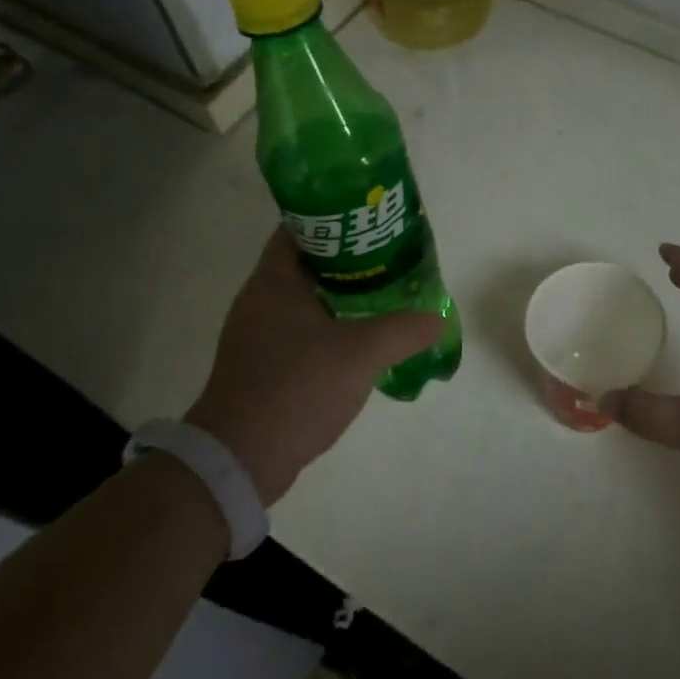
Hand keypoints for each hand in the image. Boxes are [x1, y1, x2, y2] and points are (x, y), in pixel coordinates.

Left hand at [185, 229, 440, 504]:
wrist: (241, 459)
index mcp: (274, 282)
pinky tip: (359, 339)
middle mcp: (259, 300)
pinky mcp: (261, 364)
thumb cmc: (297, 388)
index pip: (299, 229)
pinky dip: (329, 326)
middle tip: (389, 259)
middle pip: (306, 262)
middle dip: (347, 259)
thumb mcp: (361, 354)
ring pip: (305, 299)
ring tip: (383, 294)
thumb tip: (438, 318)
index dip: (335, 220)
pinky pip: (300, 330)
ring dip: (340, 295)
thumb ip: (404, 330)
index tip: (371, 223)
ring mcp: (256, 334)